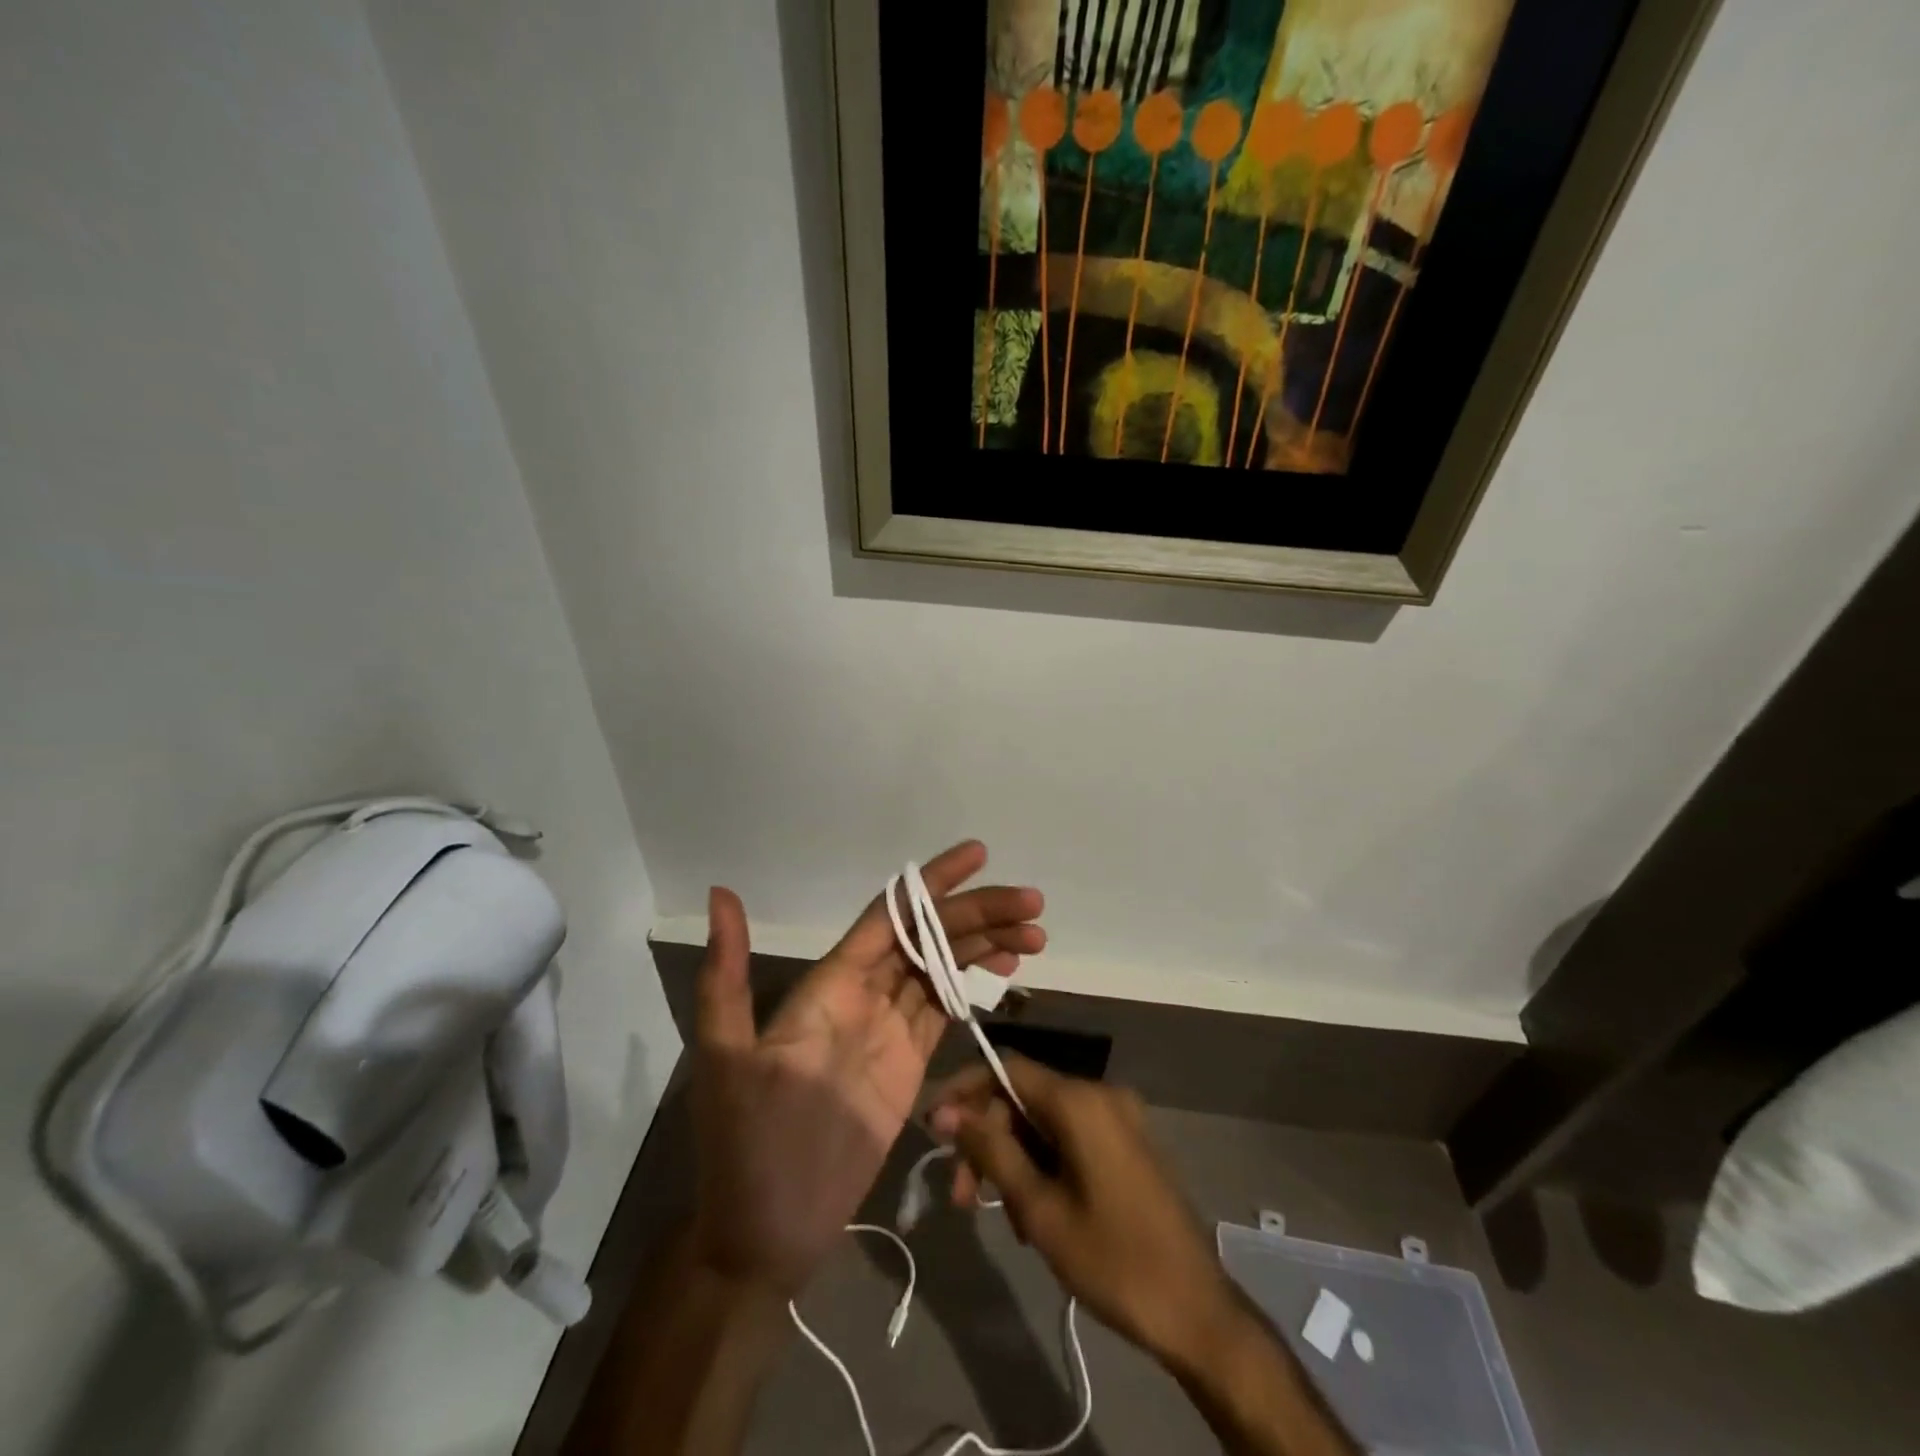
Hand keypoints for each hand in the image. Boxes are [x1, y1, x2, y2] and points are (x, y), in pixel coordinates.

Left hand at [690, 843, 1044, 1294]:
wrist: (767, 1233)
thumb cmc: (745, 1147)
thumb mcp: (727, 1058)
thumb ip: (727, 977)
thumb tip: (720, 893)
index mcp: (829, 983)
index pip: (890, 915)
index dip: (933, 884)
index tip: (978, 855)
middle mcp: (862, 993)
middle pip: (928, 936)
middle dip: (978, 914)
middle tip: (1031, 904)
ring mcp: (888, 1028)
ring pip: (944, 967)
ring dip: (985, 945)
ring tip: (1033, 935)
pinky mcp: (909, 1064)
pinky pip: (947, 1009)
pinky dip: (976, 984)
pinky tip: (1005, 971)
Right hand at [927, 1054, 1237, 1365]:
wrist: (1196, 1312)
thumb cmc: (1113, 1260)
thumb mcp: (1040, 1209)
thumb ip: (992, 1152)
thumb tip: (948, 1112)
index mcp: (1080, 1101)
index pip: (1007, 1068)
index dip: (965, 1092)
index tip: (934, 1129)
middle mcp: (1100, 1095)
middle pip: (1024, 1098)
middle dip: (988, 1140)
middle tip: (961, 1196)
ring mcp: (1119, 1119)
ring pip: (1045, 1123)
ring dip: (1014, 1160)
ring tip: (1002, 1218)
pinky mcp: (1127, 1144)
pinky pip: (1071, 1138)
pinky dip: (1044, 1165)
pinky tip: (1035, 1216)